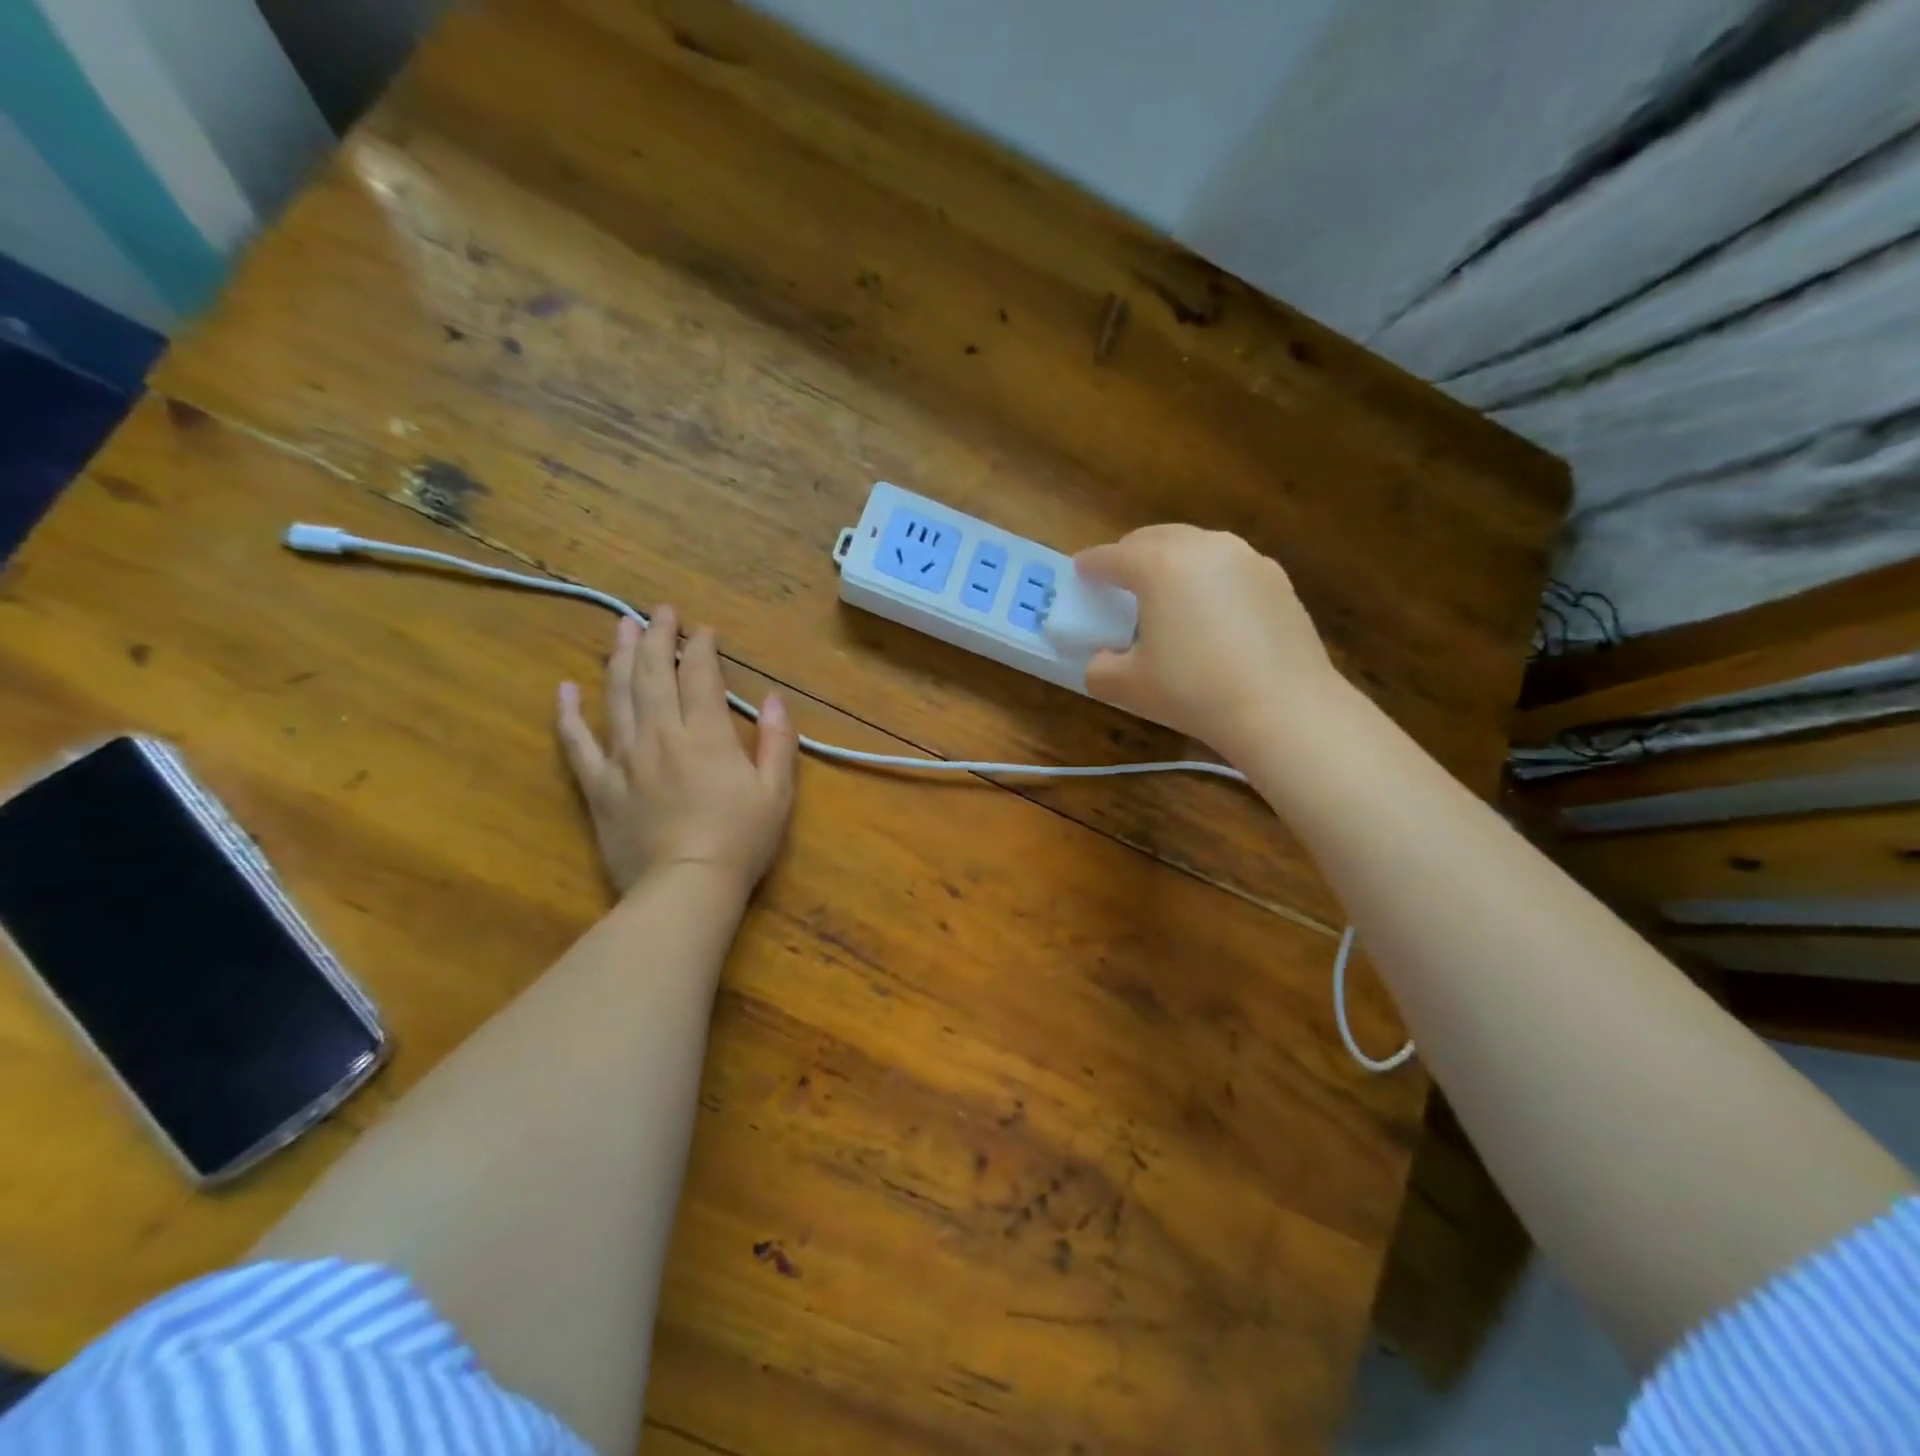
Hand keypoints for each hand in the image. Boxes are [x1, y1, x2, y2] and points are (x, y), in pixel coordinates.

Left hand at [557, 607, 797, 898]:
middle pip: (654, 674)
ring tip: (621, 628)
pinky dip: (568, 714)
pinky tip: (564, 689)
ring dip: (619, 657)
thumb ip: (777, 741)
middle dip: (658, 636)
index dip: (701, 647)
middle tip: (659, 610)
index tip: (704, 630)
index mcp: (706, 735)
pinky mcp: (599, 785)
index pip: (700, 676)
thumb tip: (773, 699)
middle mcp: (661, 735)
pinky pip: (577, 743)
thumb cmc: (740, 840)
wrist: (685, 887)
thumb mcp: (777, 791)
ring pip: (617, 695)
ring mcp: (624, 758)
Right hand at [1076, 525, 1340, 755]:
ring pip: (1197, 547)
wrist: (1283, 708)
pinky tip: (1211, 614)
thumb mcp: (1128, 687)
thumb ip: (1099, 668)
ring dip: (1173, 562)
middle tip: (1119, 581)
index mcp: (1159, 565)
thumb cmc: (1193, 691)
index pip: (1111, 557)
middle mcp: (1204, 547)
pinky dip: (1209, 579)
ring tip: (1167, 595)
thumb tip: (1103, 659)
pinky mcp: (1278, 579)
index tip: (1080, 573)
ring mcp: (1247, 559)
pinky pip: (1229, 568)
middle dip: (1131, 554)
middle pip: (1155, 538)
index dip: (1090, 565)